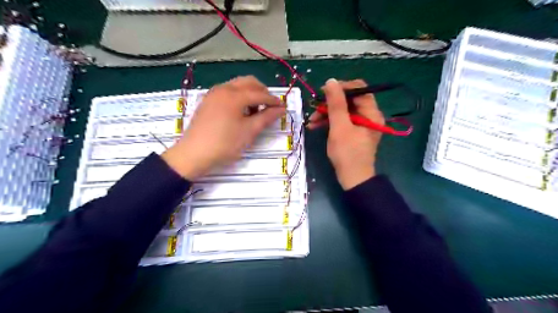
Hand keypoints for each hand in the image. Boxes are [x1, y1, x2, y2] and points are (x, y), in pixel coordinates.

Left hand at [161, 74, 282, 180]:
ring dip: (250, 93)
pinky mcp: (208, 100)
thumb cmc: (224, 144)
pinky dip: (239, 96)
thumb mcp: (249, 131)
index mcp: (234, 95)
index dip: (273, 100)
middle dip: (262, 92)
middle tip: (270, 107)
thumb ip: (266, 117)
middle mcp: (223, 88)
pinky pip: (228, 91)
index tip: (283, 108)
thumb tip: (281, 109)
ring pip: (238, 85)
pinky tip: (240, 111)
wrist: (194, 154)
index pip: (260, 94)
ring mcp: (213, 93)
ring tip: (255, 111)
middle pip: (249, 82)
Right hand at [307, 80, 385, 188]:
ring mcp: (361, 124)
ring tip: (311, 121)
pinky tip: (315, 126)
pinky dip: (329, 122)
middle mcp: (368, 115)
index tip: (324, 93)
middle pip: (349, 100)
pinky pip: (341, 121)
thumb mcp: (340, 127)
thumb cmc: (347, 153)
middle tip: (314, 108)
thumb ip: (336, 104)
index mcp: (371, 112)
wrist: (353, 179)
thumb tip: (331, 81)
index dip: (341, 87)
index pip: (358, 89)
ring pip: (343, 111)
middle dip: (330, 103)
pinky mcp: (354, 132)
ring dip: (326, 113)